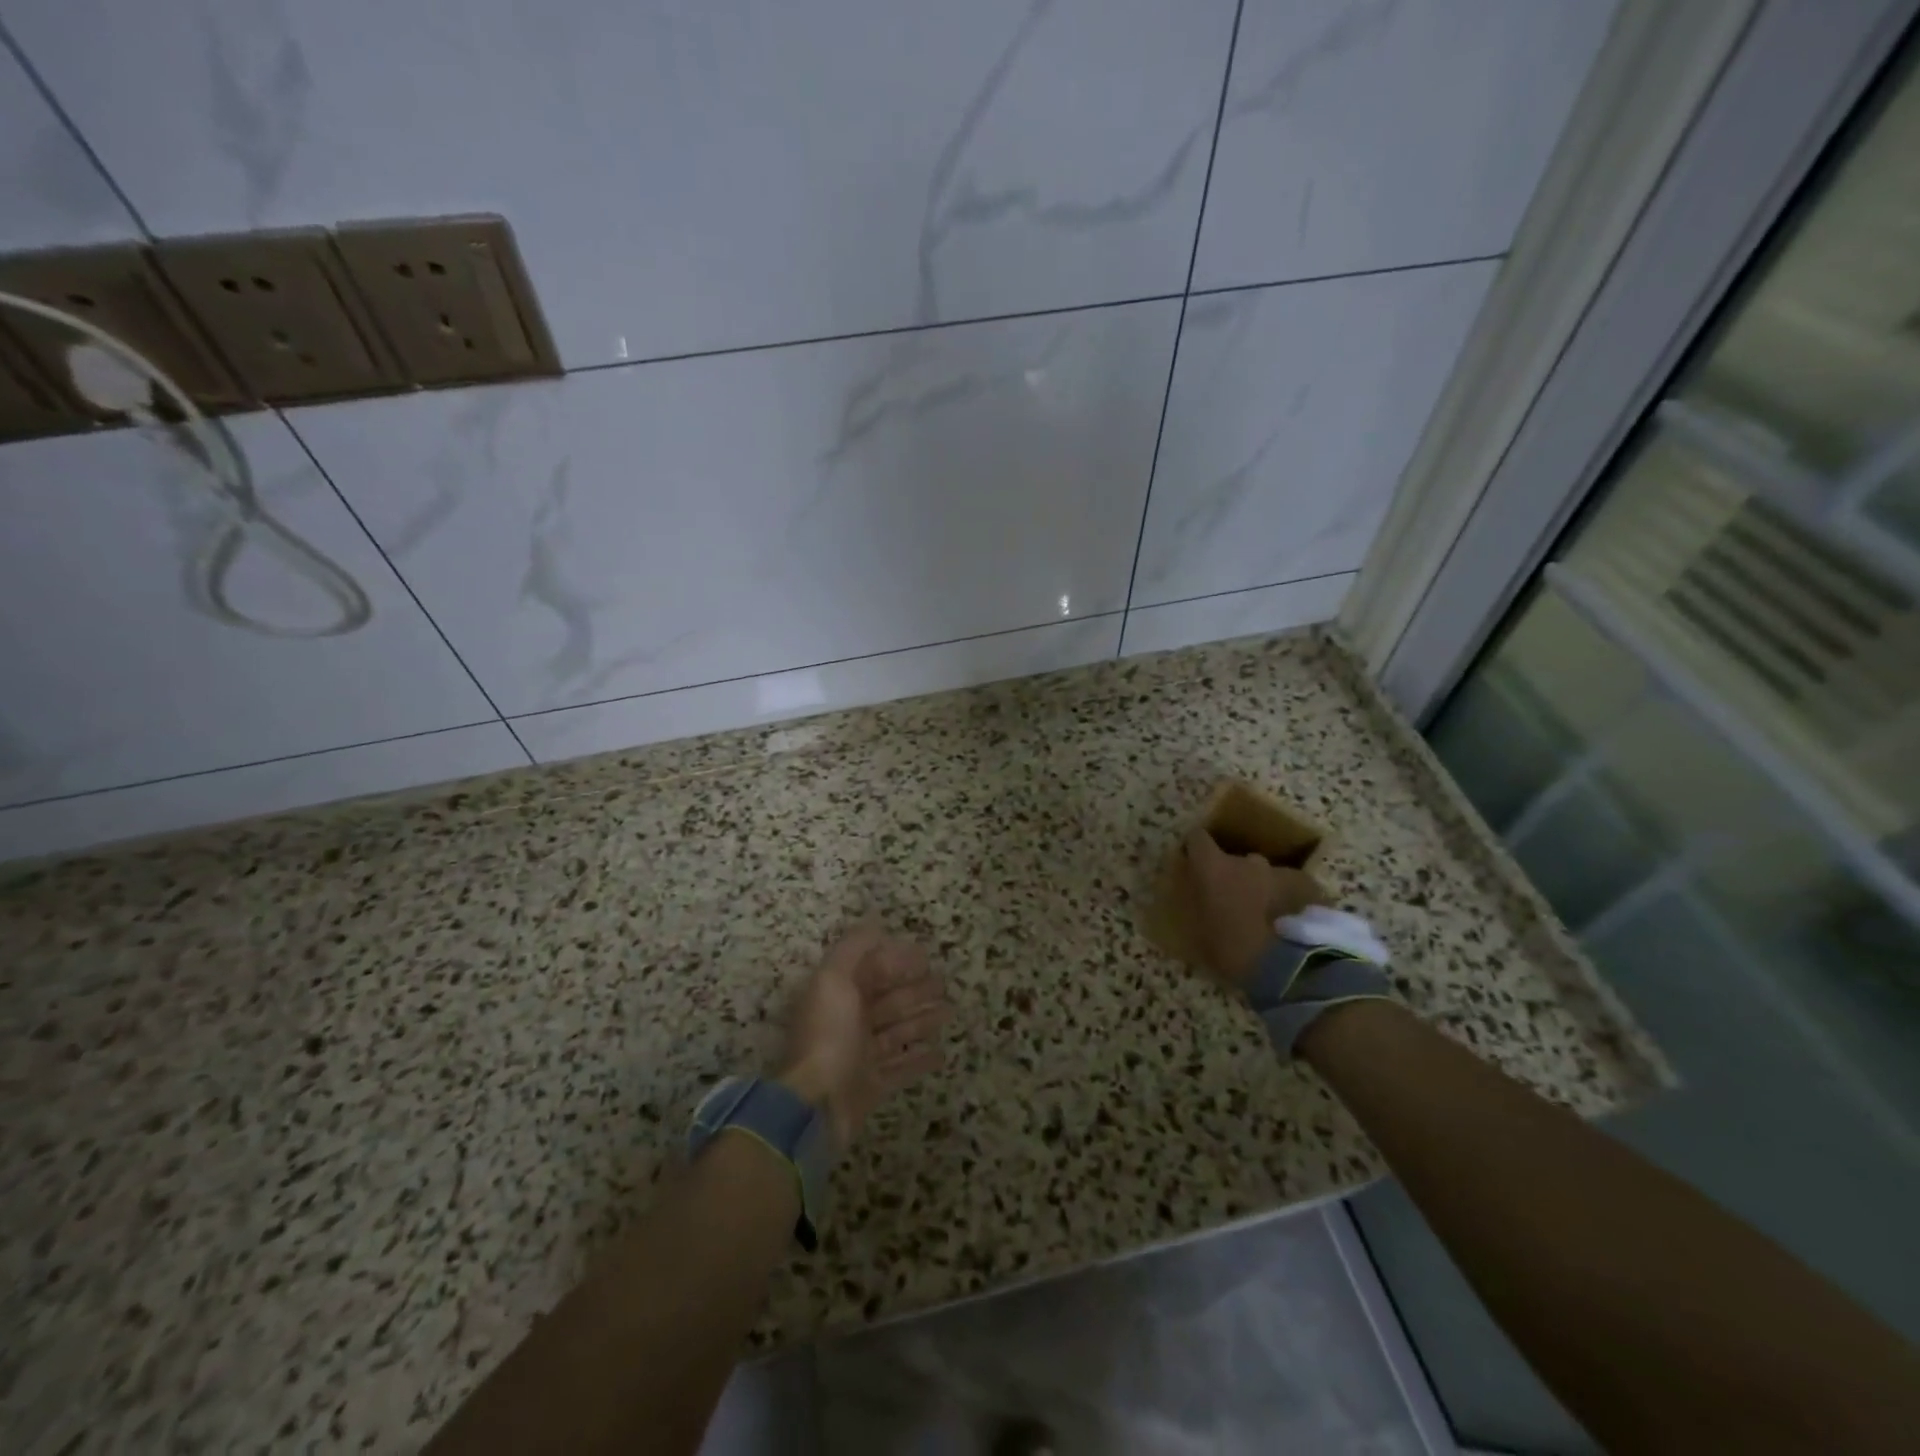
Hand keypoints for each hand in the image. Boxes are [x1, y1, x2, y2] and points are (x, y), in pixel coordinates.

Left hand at [776, 924, 948, 1147]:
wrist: (815, 1105)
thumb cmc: (828, 1036)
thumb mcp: (834, 980)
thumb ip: (854, 949)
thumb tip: (875, 924)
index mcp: (837, 995)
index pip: (871, 971)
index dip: (897, 961)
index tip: (926, 956)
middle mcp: (847, 1023)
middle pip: (887, 1001)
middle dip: (915, 990)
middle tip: (944, 983)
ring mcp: (860, 1057)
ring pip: (897, 1032)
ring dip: (923, 1020)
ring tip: (950, 1013)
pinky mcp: (871, 1087)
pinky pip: (900, 1068)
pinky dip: (919, 1060)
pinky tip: (941, 1054)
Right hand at [1182, 829, 1324, 987]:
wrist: (1292, 970)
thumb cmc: (1233, 952)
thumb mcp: (1197, 935)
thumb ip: (1193, 907)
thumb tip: (1194, 897)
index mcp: (1214, 868)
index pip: (1197, 838)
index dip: (1195, 849)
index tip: (1194, 863)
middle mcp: (1246, 861)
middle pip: (1234, 860)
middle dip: (1232, 877)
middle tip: (1232, 904)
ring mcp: (1280, 871)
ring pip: (1264, 874)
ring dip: (1260, 888)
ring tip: (1264, 918)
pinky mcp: (1308, 885)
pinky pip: (1289, 887)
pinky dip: (1285, 899)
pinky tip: (1288, 923)